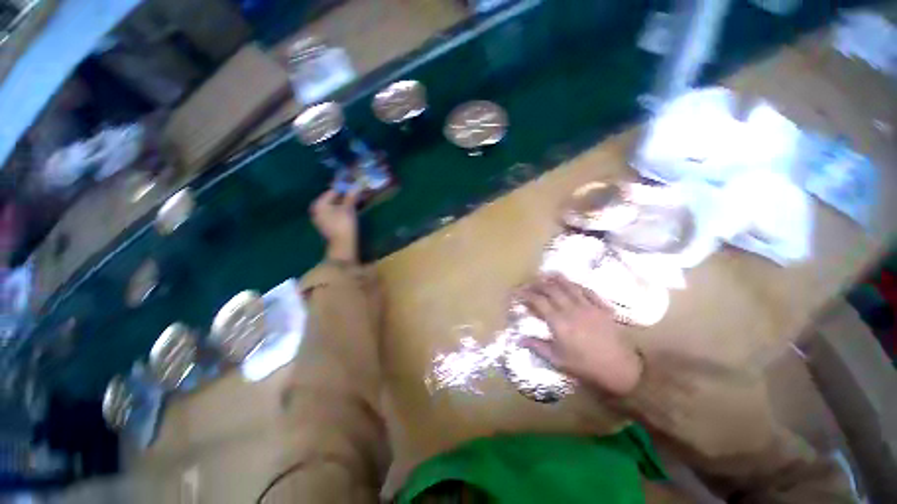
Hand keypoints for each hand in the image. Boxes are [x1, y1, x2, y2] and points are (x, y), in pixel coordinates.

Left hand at [310, 189, 359, 261]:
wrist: (343, 245)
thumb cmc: (344, 224)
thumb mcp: (349, 208)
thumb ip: (351, 196)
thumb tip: (356, 186)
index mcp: (319, 204)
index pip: (332, 191)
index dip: (344, 189)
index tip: (355, 188)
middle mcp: (317, 210)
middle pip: (332, 199)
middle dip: (344, 197)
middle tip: (356, 195)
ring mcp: (321, 219)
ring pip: (334, 207)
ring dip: (344, 204)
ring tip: (356, 203)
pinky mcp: (327, 226)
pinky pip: (335, 214)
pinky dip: (342, 211)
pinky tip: (351, 212)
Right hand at [518, 275, 642, 396]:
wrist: (621, 369)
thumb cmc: (586, 366)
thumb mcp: (558, 360)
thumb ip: (538, 347)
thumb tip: (519, 338)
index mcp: (558, 322)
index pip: (538, 301)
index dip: (525, 294)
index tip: (517, 291)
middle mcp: (571, 309)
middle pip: (551, 289)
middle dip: (537, 283)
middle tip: (529, 282)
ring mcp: (588, 306)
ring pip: (569, 286)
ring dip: (556, 279)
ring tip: (546, 274)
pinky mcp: (602, 307)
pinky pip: (588, 291)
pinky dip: (577, 285)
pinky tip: (572, 283)